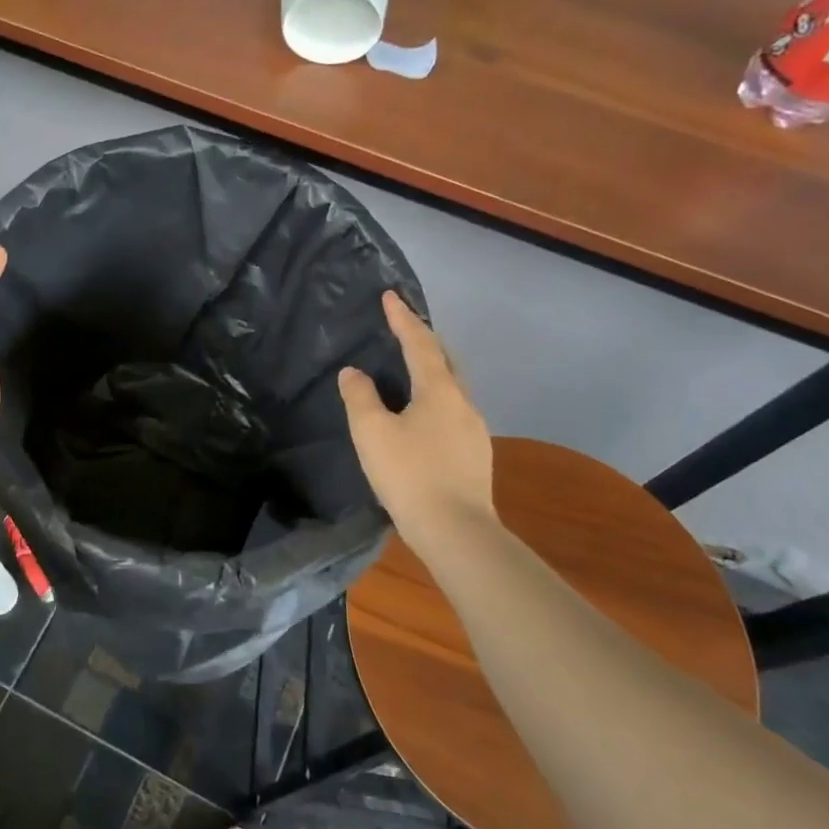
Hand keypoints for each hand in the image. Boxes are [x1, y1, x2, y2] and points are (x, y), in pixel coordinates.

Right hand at [338, 292, 495, 546]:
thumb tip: (354, 372)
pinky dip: (436, 398)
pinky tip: (424, 417)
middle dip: (424, 340)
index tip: (390, 296)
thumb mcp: (372, 433)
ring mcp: (474, 430)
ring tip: (412, 370)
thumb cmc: (410, 475)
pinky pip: (453, 411)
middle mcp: (462, 402)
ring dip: (433, 370)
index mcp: (439, 390)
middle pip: (445, 360)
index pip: (419, 343)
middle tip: (404, 328)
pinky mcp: (475, 454)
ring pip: (452, 387)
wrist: (457, 532)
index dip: (403, 318)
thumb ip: (360, 397)